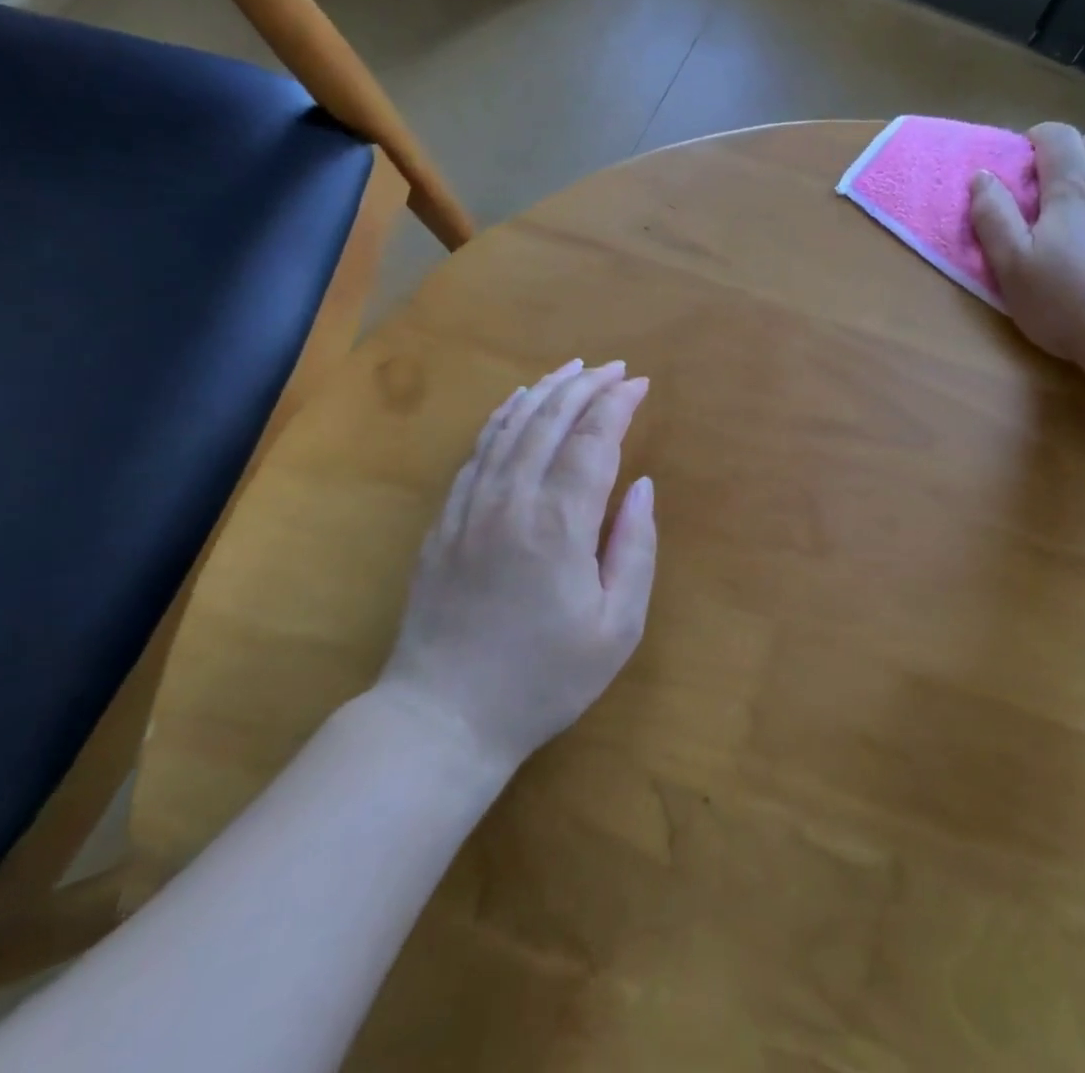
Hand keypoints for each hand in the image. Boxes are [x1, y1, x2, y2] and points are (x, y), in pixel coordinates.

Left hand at [378, 360, 655, 770]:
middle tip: (614, 368)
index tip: (640, 384)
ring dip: (545, 390)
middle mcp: (512, 499)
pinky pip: (478, 450)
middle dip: (586, 385)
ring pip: (511, 426)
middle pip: (550, 419)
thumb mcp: (616, 628)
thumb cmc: (542, 678)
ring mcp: (471, 505)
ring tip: (572, 369)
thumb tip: (642, 487)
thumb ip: (635, 549)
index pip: (594, 440)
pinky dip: (502, 417)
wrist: (442, 716)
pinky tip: (516, 404)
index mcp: (559, 524)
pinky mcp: (445, 519)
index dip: (618, 404)